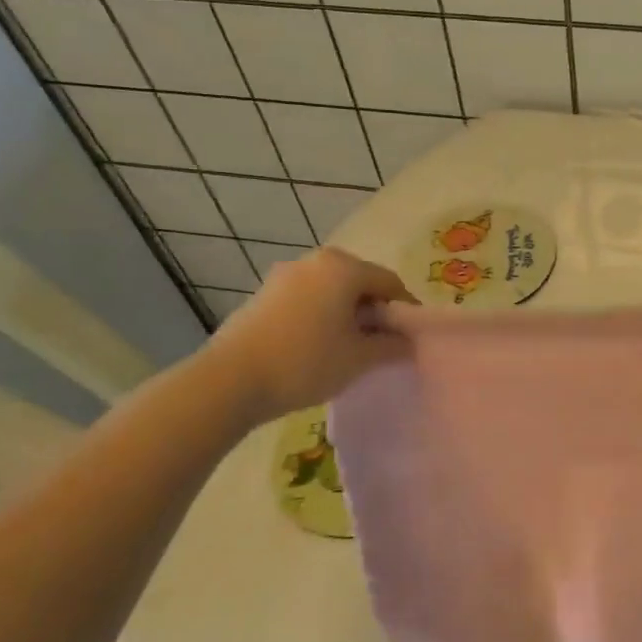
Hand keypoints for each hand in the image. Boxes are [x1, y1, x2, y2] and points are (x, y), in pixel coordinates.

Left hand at [202, 248, 414, 420]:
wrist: (230, 381)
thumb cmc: (306, 362)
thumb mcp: (360, 358)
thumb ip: (392, 346)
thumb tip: (409, 342)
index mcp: (344, 267)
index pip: (390, 283)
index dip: (405, 311)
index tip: (411, 339)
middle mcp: (315, 261)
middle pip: (360, 282)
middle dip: (375, 311)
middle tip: (383, 344)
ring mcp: (285, 275)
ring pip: (331, 291)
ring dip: (347, 314)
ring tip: (350, 348)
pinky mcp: (263, 294)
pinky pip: (307, 299)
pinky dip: (321, 316)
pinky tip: (318, 346)